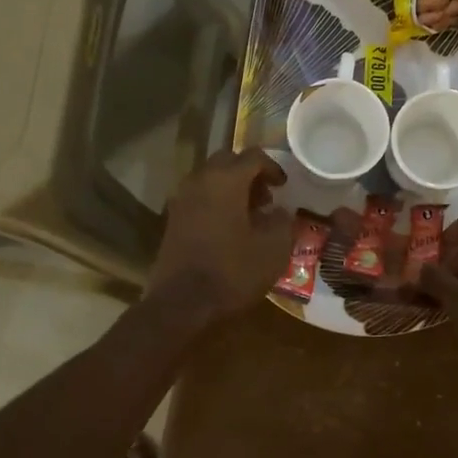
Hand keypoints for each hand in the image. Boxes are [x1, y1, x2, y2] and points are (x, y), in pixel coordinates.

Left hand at [146, 149, 291, 329]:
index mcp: (226, 180)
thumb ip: (282, 222)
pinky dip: (216, 202)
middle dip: (249, 174)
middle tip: (266, 197)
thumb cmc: (232, 271)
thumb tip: (280, 211)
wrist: (182, 301)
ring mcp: (182, 199)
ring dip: (231, 188)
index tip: (284, 186)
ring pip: (210, 178)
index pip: (253, 156)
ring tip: (249, 214)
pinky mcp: (173, 218)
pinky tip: (229, 227)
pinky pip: (199, 197)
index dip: (273, 168)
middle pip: (228, 162)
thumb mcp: (273, 249)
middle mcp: (200, 180)